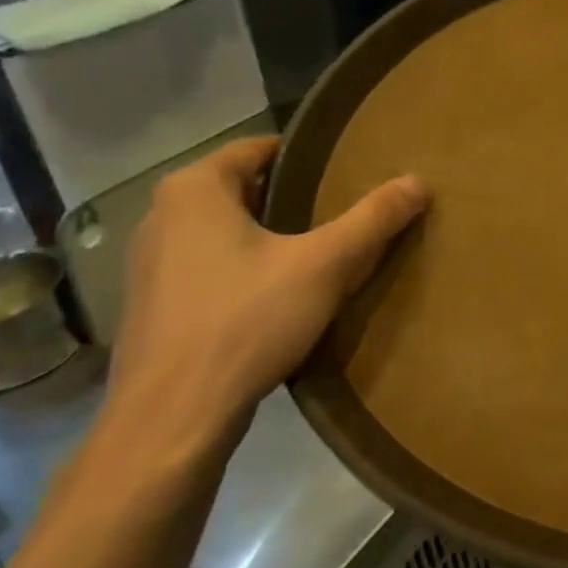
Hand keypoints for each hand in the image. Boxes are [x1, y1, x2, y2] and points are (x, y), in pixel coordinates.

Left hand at [105, 137, 428, 456]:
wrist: (171, 420)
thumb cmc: (245, 322)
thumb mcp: (325, 265)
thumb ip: (373, 219)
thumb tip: (419, 182)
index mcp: (194, 190)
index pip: (259, 148)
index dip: (308, 156)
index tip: (349, 171)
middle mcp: (162, 215)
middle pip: (243, 189)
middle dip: (293, 198)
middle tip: (344, 212)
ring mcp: (149, 263)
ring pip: (225, 230)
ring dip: (268, 236)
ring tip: (320, 253)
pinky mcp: (152, 305)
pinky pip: (209, 266)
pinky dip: (244, 268)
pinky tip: (278, 296)